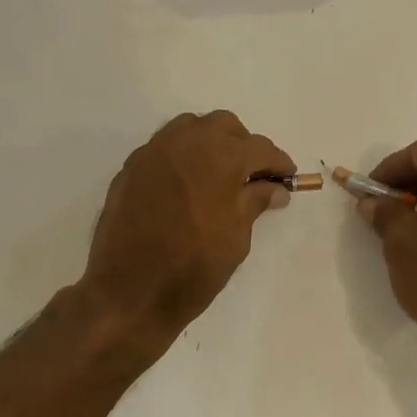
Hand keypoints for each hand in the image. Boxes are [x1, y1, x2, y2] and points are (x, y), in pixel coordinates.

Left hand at [81, 111, 295, 351]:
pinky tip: (186, 185)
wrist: (130, 291)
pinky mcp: (131, 168)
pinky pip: (164, 148)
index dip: (277, 163)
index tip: (286, 179)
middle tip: (251, 175)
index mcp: (219, 157)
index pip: (259, 148)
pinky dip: (182, 157)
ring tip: (217, 176)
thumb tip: (274, 188)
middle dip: (243, 145)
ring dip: (209, 143)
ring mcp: (153, 152)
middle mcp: (186, 142)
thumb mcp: (236, 238)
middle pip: (224, 126)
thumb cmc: (193, 268)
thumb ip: (255, 203)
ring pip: (190, 128)